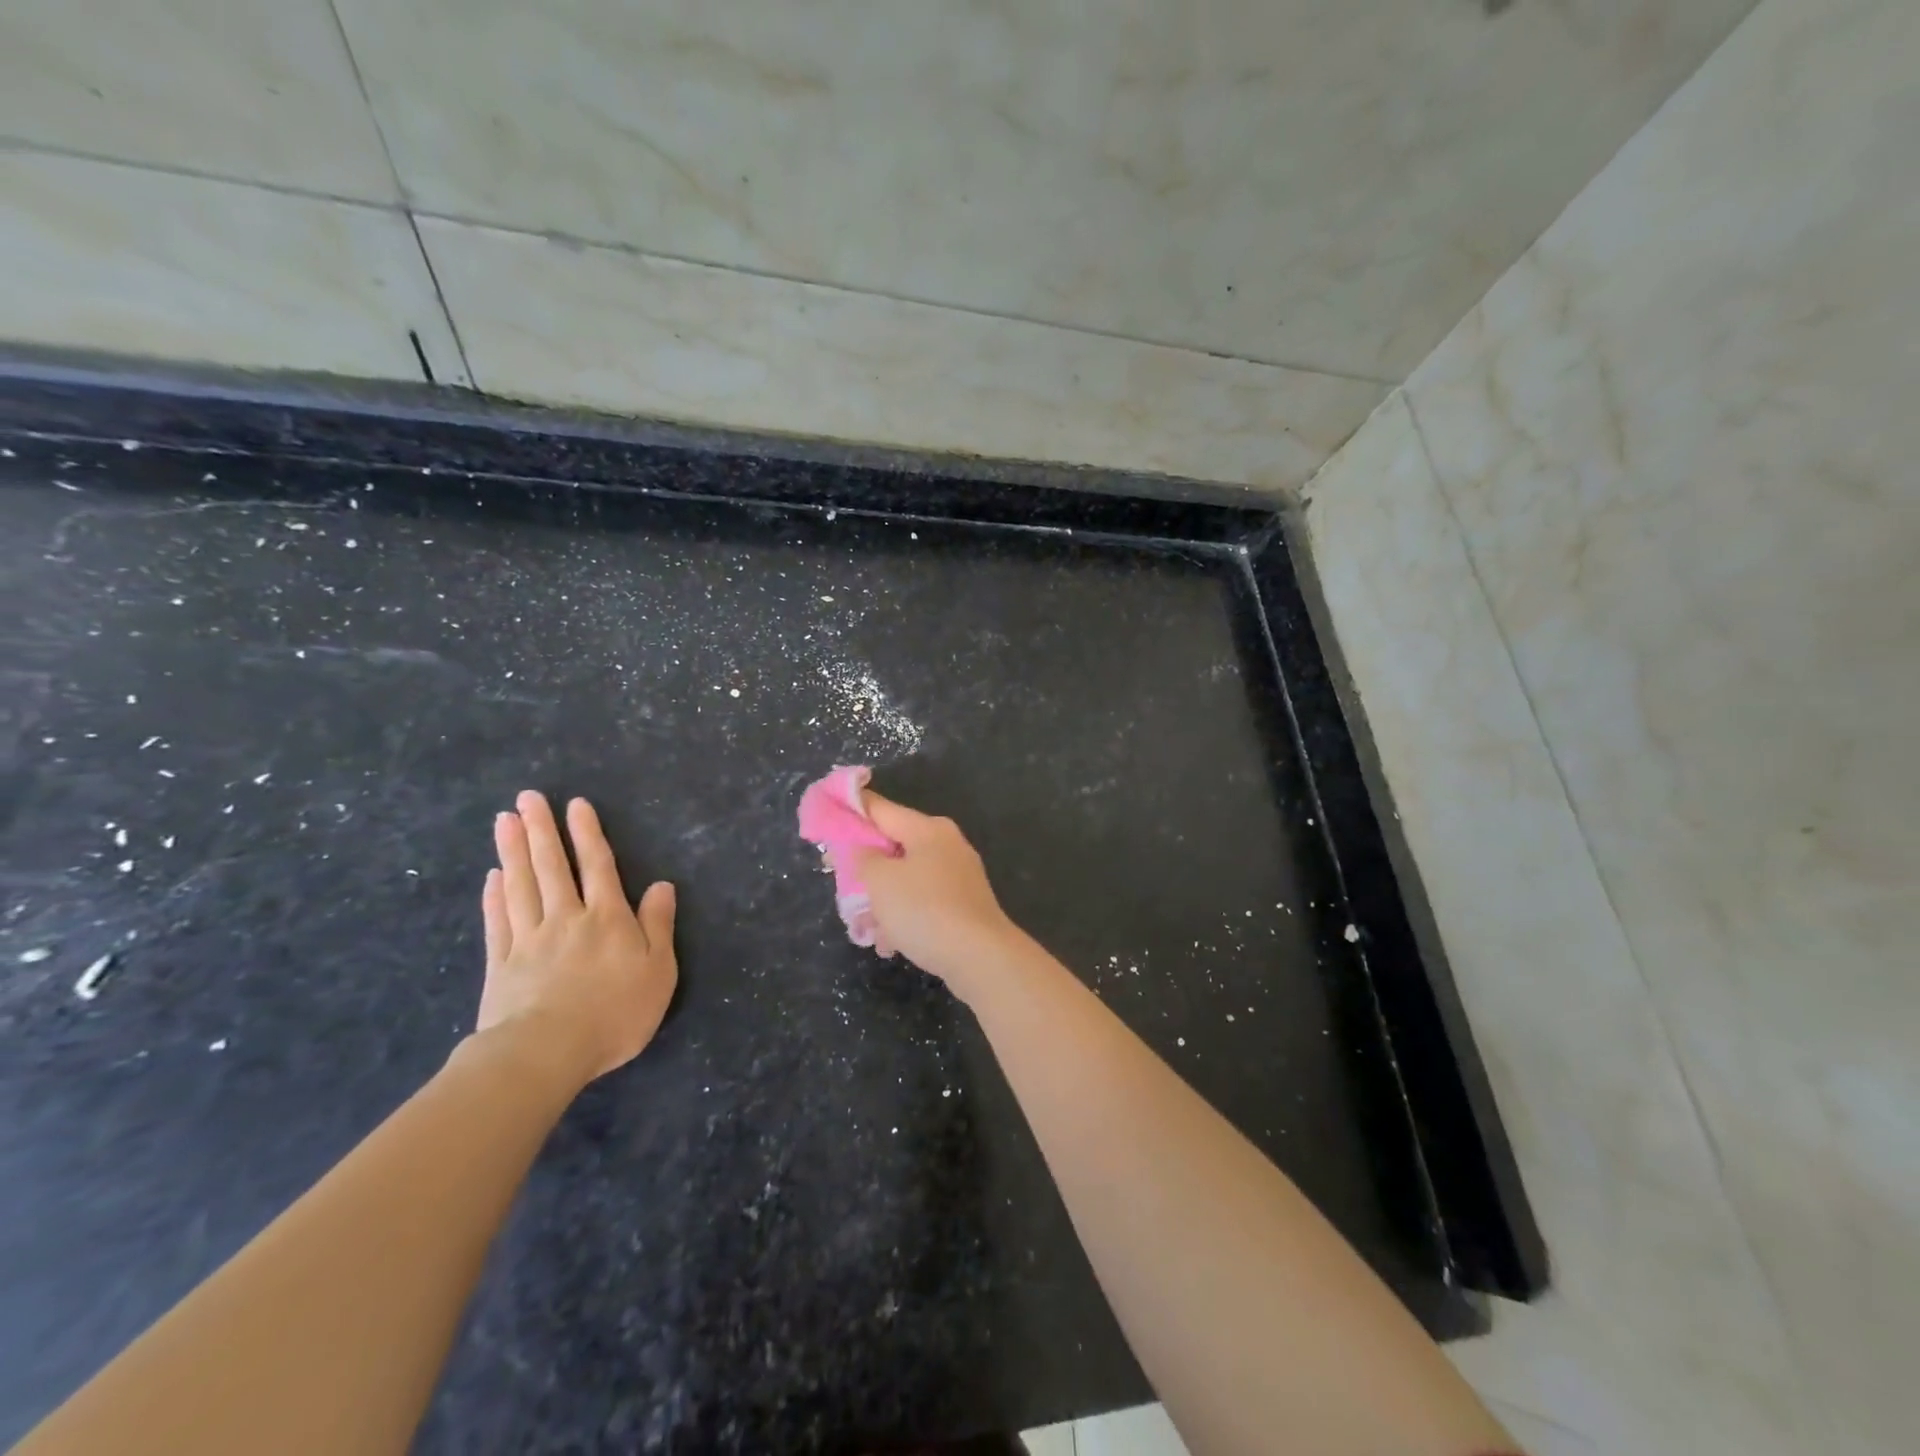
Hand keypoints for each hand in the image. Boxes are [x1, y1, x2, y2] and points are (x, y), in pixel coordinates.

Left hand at [475, 790, 677, 1087]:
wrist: (546, 1053)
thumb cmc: (614, 1013)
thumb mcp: (658, 971)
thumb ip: (658, 926)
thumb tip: (662, 885)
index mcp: (607, 919)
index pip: (598, 866)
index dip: (588, 834)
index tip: (575, 805)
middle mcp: (566, 919)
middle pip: (552, 867)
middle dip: (542, 830)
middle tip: (527, 798)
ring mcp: (529, 940)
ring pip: (521, 886)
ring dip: (513, 851)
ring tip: (505, 821)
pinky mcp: (501, 964)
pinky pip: (499, 921)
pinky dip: (495, 896)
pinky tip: (492, 877)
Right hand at [849, 792, 1021, 994]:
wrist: (980, 957)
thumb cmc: (924, 910)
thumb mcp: (879, 880)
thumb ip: (862, 857)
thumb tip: (863, 850)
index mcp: (927, 829)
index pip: (880, 809)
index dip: (850, 811)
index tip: (824, 819)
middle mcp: (946, 845)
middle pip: (893, 846)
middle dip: (864, 868)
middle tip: (839, 885)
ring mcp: (958, 876)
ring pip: (906, 879)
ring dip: (881, 900)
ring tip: (863, 927)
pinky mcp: (963, 906)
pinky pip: (923, 903)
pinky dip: (904, 918)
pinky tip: (889, 943)